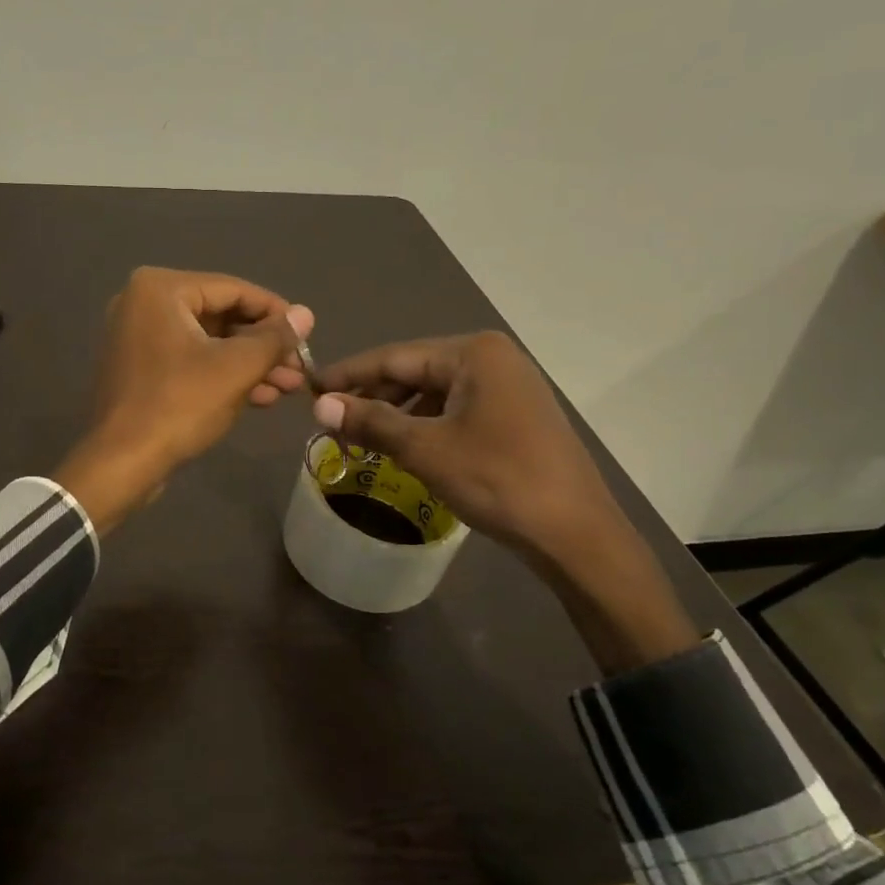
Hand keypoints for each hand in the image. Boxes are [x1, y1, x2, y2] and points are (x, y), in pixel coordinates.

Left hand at [55, 268, 313, 532]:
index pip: (234, 289)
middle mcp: (143, 303)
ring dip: (250, 365)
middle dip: (264, 345)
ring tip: (290, 387)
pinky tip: (260, 397)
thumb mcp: (236, 368)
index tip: (308, 334)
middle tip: (301, 368)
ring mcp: (137, 338)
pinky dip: (222, 376)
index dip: (276, 312)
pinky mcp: (139, 370)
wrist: (121, 463)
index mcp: (161, 289)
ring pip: (208, 343)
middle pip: (221, 316)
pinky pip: (190, 362)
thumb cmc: (179, 405)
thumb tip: (306, 314)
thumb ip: (274, 338)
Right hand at [311, 331, 620, 558]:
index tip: (310, 387)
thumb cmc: (497, 480)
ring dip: (397, 413)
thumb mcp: (425, 449)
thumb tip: (319, 405)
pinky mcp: (516, 414)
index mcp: (473, 353)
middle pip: (415, 371)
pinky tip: (404, 446)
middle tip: (331, 419)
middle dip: (373, 395)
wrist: (574, 532)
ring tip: (361, 437)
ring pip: (435, 392)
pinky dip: (425, 425)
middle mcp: (493, 358)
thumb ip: (370, 421)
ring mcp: (509, 386)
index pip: (394, 357)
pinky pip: (456, 409)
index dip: (348, 374)